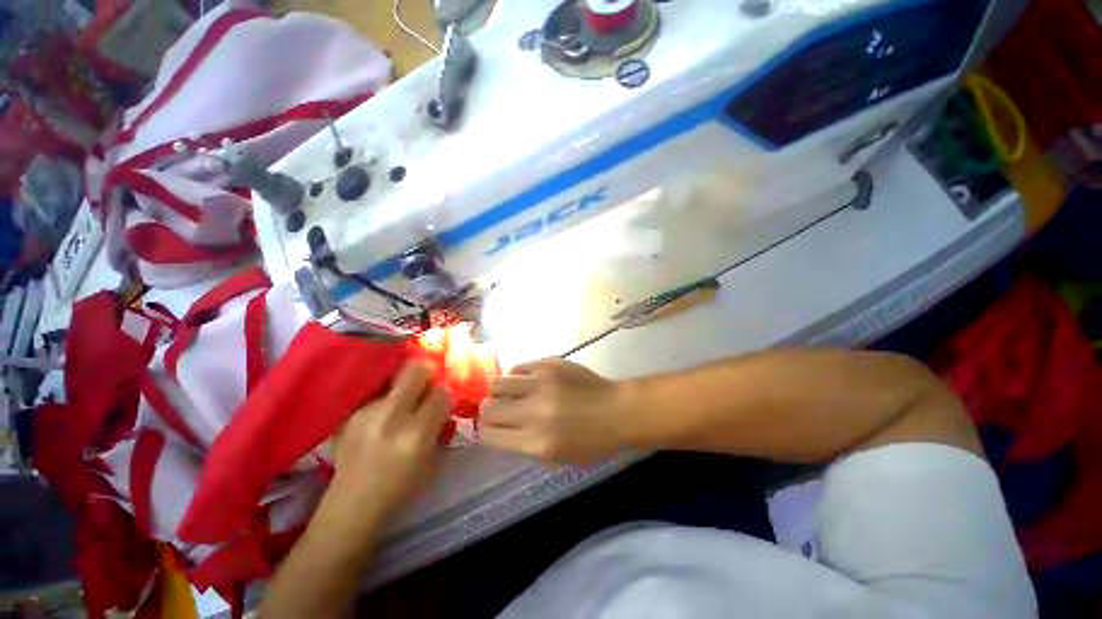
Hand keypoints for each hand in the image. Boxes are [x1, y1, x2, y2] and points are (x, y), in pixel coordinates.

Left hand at [324, 361, 451, 523]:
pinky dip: (387, 398)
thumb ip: (440, 425)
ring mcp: (367, 412)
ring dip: (404, 387)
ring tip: (402, 404)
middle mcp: (391, 416)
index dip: (445, 394)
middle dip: (426, 372)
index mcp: (416, 433)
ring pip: (394, 379)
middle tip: (426, 383)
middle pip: (415, 370)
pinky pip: (377, 393)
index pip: (441, 393)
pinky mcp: (351, 414)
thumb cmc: (401, 488)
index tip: (442, 400)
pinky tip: (383, 416)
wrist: (352, 505)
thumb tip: (443, 401)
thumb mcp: (432, 459)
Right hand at [479, 358, 626, 463]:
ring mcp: (542, 383)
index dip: (484, 433)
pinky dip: (518, 376)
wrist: (617, 410)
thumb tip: (498, 430)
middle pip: (488, 408)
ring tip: (511, 394)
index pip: (489, 436)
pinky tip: (528, 381)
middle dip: (487, 412)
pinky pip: (519, 367)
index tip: (489, 429)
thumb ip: (523, 445)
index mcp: (537, 442)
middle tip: (497, 411)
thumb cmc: (592, 442)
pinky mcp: (550, 364)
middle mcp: (535, 411)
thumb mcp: (556, 458)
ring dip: (499, 391)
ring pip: (497, 383)